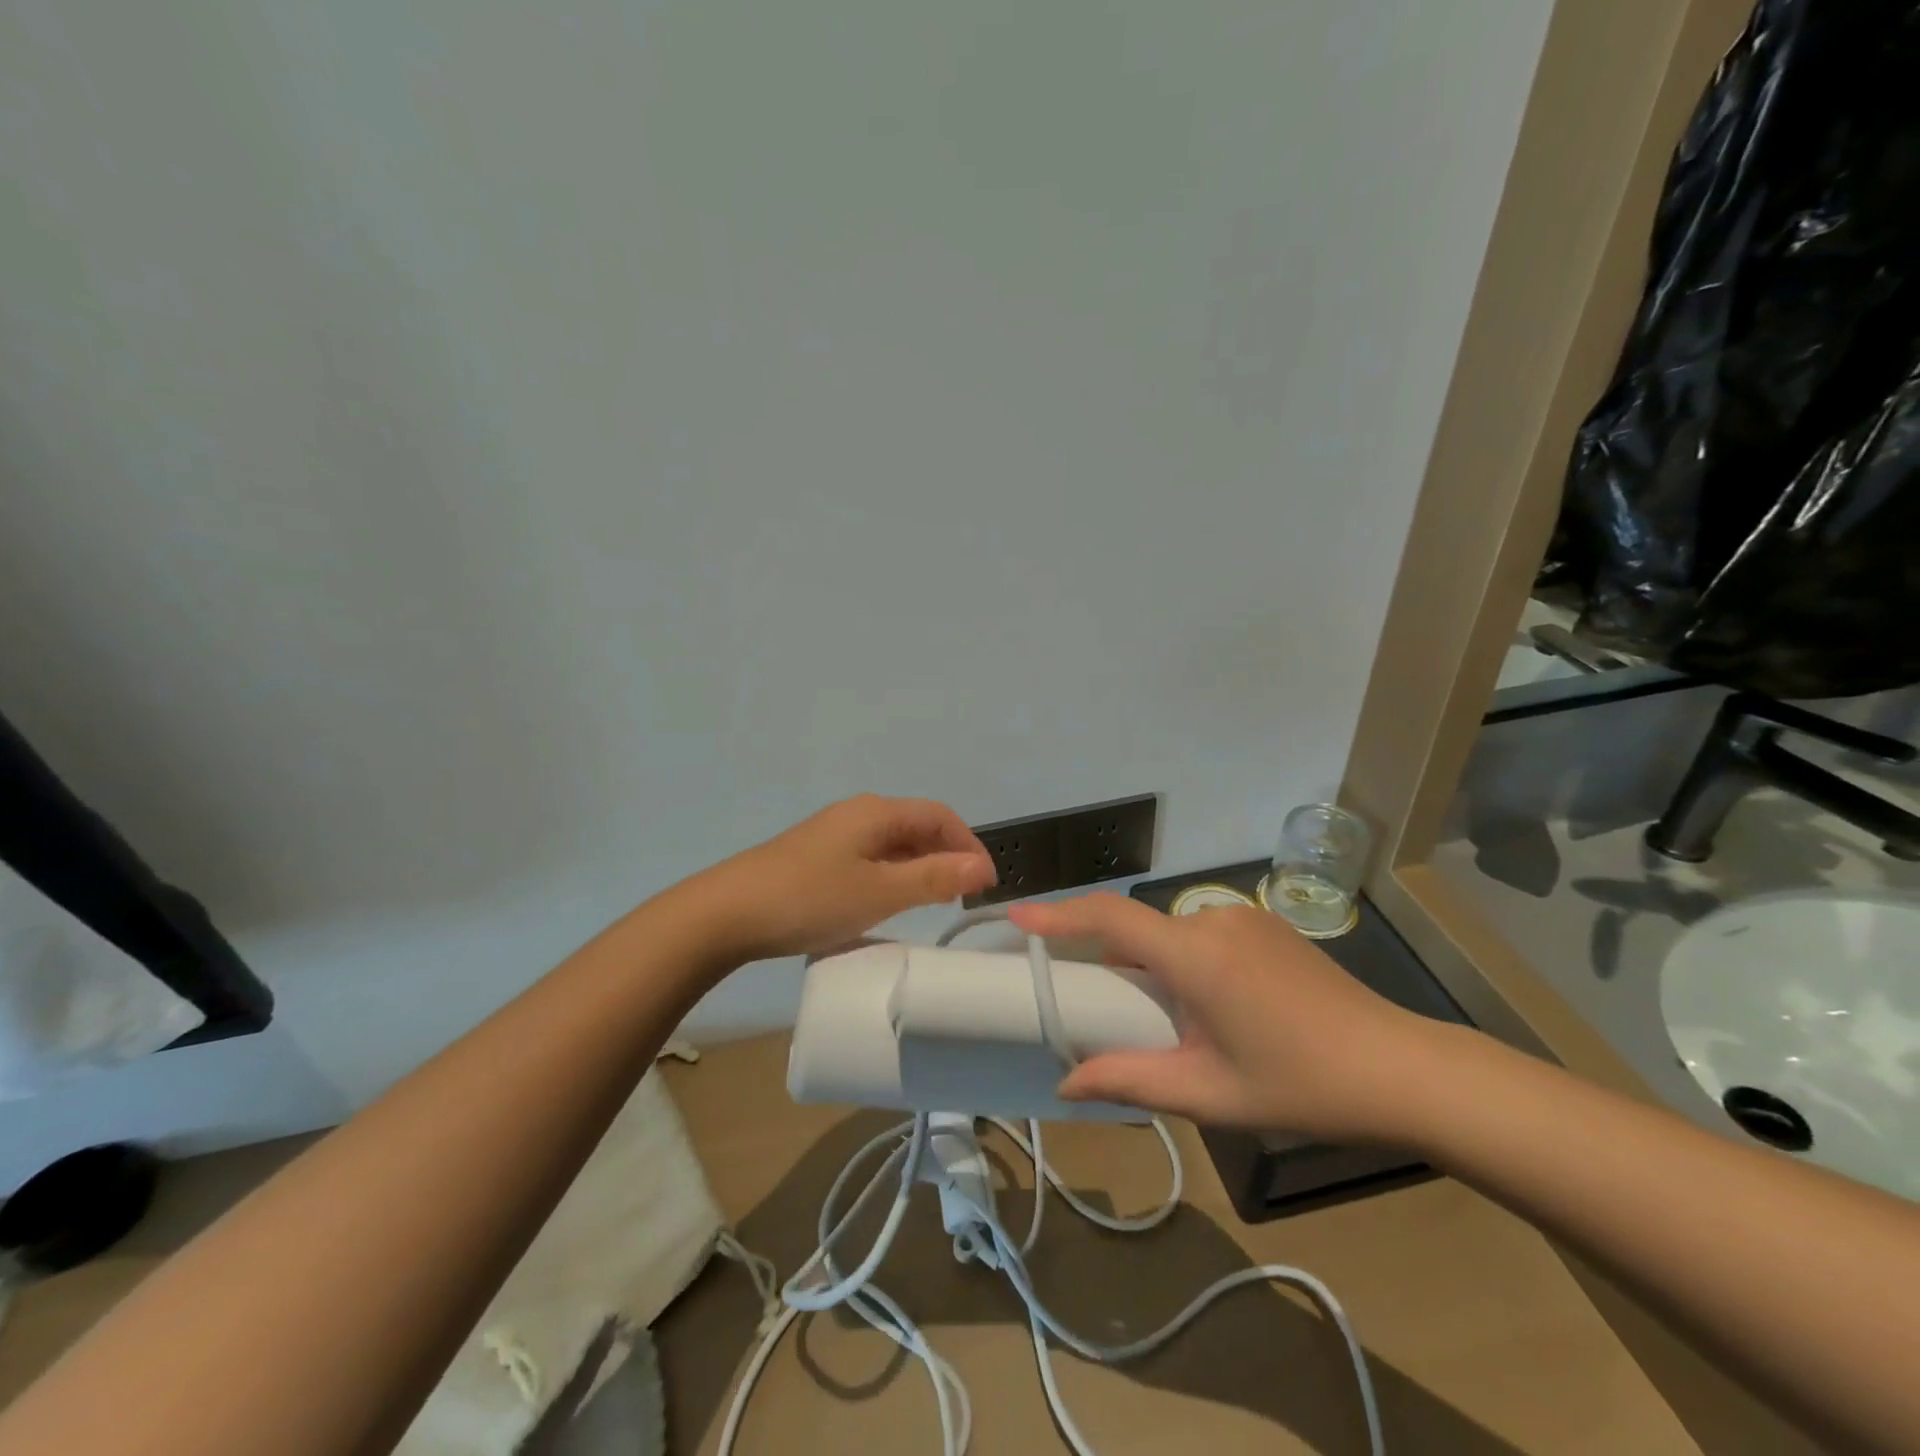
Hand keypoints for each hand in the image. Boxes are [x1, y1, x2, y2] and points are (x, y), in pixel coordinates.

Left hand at [694, 795, 995, 962]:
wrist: (726, 914)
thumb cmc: (810, 898)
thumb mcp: (881, 892)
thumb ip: (934, 877)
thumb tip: (983, 866)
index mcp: (877, 812)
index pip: (940, 816)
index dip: (969, 845)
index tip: (987, 884)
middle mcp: (858, 813)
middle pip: (917, 826)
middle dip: (947, 856)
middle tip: (963, 898)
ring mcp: (834, 835)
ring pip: (893, 844)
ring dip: (920, 868)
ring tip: (932, 903)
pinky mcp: (817, 857)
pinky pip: (870, 859)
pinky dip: (892, 876)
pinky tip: (887, 903)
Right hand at [1008, 895, 1448, 1143]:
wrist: (1402, 1069)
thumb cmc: (1299, 1084)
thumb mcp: (1208, 1092)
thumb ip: (1130, 1080)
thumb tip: (1065, 1084)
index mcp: (1194, 954)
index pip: (1109, 918)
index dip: (1059, 914)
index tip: (1017, 916)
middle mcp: (1213, 920)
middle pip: (1138, 929)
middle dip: (1111, 961)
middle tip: (1102, 1008)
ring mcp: (1244, 919)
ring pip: (1171, 933)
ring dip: (1153, 965)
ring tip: (1169, 1022)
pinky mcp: (1266, 927)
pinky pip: (1203, 934)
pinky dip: (1185, 960)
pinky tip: (1213, 1008)